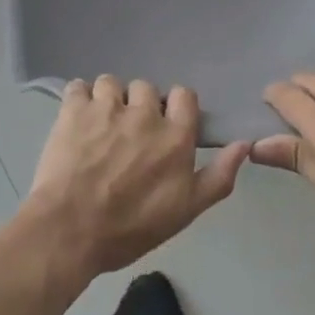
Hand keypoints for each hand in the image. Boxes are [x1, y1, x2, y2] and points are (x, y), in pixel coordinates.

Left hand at [21, 76, 250, 281]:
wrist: (70, 231)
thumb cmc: (130, 228)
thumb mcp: (185, 211)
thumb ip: (218, 176)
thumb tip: (244, 144)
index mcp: (174, 135)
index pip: (184, 95)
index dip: (175, 108)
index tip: (164, 127)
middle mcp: (144, 112)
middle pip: (146, 88)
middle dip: (139, 106)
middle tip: (128, 134)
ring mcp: (107, 106)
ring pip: (111, 83)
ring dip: (108, 100)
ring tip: (99, 127)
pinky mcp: (74, 108)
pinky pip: (78, 86)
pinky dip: (78, 99)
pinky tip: (76, 120)